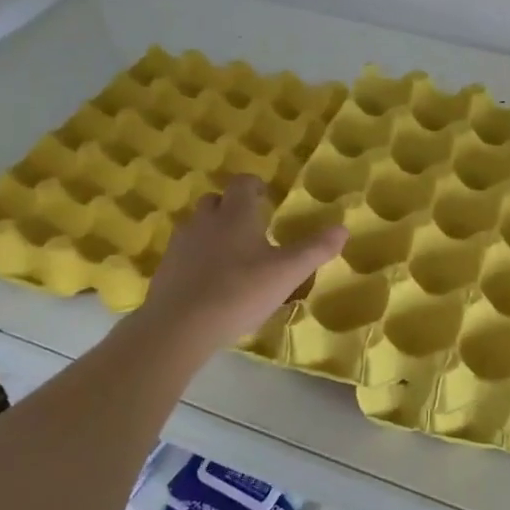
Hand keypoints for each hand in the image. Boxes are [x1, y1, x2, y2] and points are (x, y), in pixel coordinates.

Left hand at [140, 177, 346, 354]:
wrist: (179, 326)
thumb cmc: (239, 292)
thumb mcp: (287, 273)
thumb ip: (315, 249)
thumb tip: (343, 228)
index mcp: (235, 214)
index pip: (242, 183)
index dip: (254, 186)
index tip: (266, 196)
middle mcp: (205, 221)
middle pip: (216, 202)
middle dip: (233, 208)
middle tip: (252, 226)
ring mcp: (181, 245)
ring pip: (198, 227)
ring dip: (214, 233)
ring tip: (233, 256)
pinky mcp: (166, 270)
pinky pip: (186, 254)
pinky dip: (199, 259)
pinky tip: (211, 282)